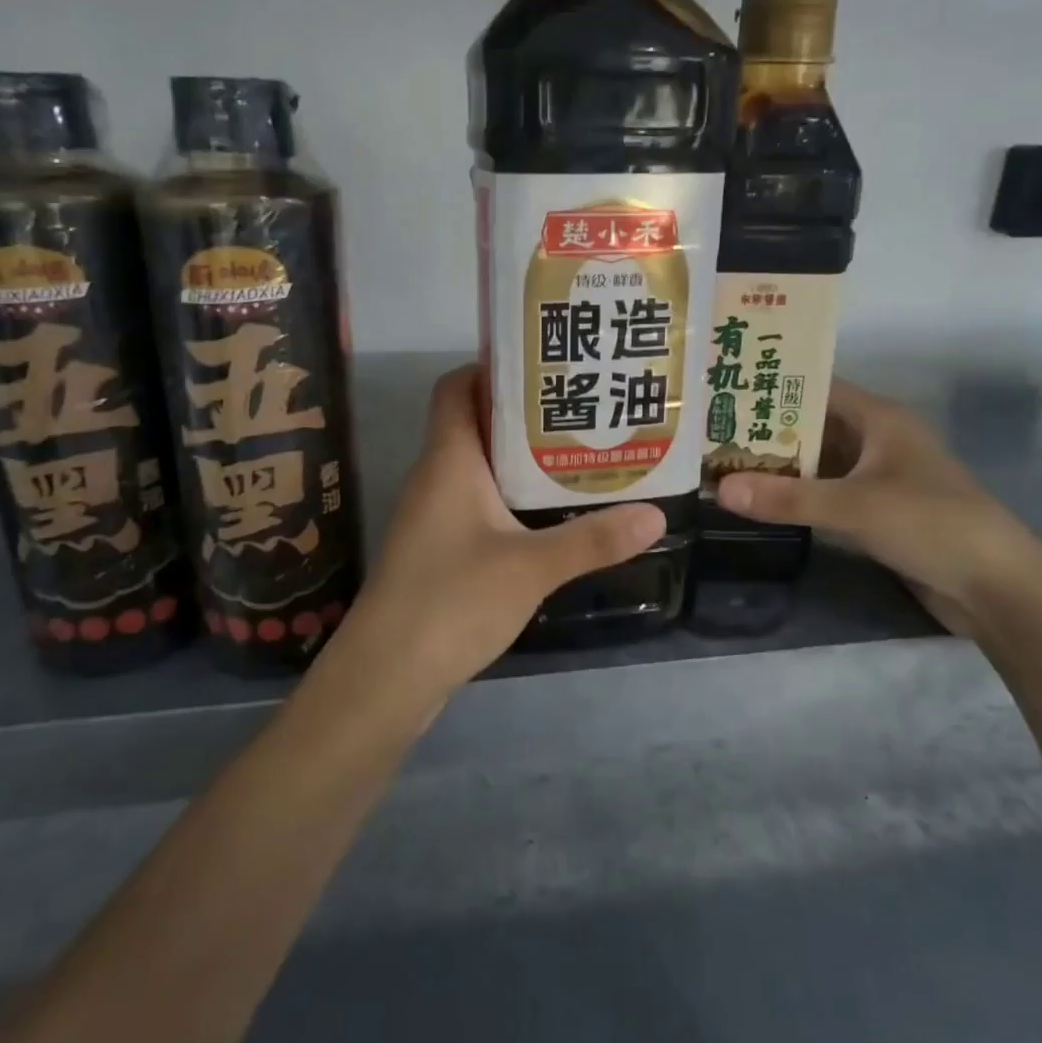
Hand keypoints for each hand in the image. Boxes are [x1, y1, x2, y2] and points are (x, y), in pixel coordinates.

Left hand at [324, 365, 664, 701]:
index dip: (493, 368)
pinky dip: (510, 498)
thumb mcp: (531, 567)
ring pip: (478, 467)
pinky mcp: (438, 549)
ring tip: (577, 454)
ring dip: (521, 459)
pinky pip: (476, 503)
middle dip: (524, 414)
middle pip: (474, 423)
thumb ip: (593, 540)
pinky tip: (549, 516)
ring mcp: (432, 515)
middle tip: (581, 409)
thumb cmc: (451, 601)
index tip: (545, 366)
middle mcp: (435, 476)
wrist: (385, 676)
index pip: (457, 387)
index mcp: (448, 459)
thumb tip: (656, 515)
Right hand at [715, 379, 1041, 638]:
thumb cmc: (930, 524)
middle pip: (812, 426)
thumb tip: (718, 489)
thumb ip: (787, 497)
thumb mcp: (854, 507)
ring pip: (818, 462)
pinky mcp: (878, 512)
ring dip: (779, 466)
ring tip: (723, 463)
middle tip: (712, 432)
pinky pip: (827, 493)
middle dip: (766, 430)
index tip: (726, 390)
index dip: (774, 387)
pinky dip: (797, 495)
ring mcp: (878, 477)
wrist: (997, 588)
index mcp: (879, 418)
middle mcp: (877, 440)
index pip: (817, 387)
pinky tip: (761, 500)